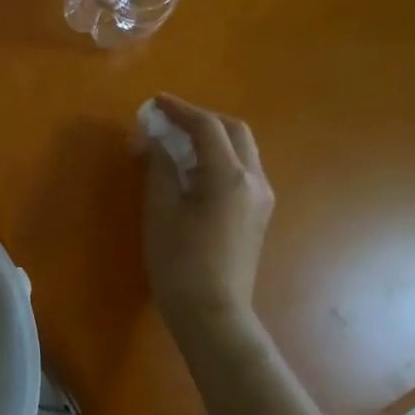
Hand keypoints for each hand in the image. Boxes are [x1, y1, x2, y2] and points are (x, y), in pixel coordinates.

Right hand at [140, 95, 274, 343]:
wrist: (212, 311)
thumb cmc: (179, 261)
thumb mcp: (161, 209)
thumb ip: (160, 167)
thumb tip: (154, 139)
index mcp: (229, 176)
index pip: (206, 127)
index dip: (179, 110)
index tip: (154, 102)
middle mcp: (253, 180)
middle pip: (233, 131)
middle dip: (201, 119)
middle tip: (168, 120)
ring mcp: (260, 198)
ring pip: (241, 150)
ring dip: (212, 137)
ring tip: (177, 142)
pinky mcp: (257, 214)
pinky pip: (241, 170)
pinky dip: (218, 158)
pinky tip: (192, 170)